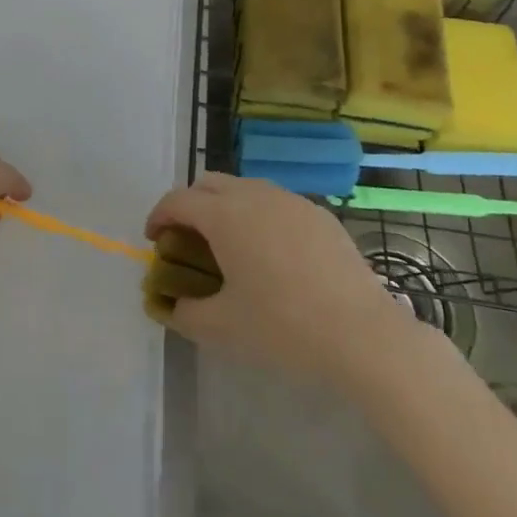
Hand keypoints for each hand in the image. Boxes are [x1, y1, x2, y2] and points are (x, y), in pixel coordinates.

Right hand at [145, 174, 420, 388]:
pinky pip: (275, 203)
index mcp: (224, 215)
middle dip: (190, 205)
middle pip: (208, 183)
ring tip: (230, 246)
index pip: (177, 200)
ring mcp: (290, 200)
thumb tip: (169, 304)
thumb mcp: (222, 327)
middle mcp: (254, 195)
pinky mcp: (318, 213)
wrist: (362, 334)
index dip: (159, 216)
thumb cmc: (283, 326)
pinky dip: (259, 216)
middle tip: (188, 241)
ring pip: (244, 188)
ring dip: (225, 207)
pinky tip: (271, 254)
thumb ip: (185, 312)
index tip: (155, 240)